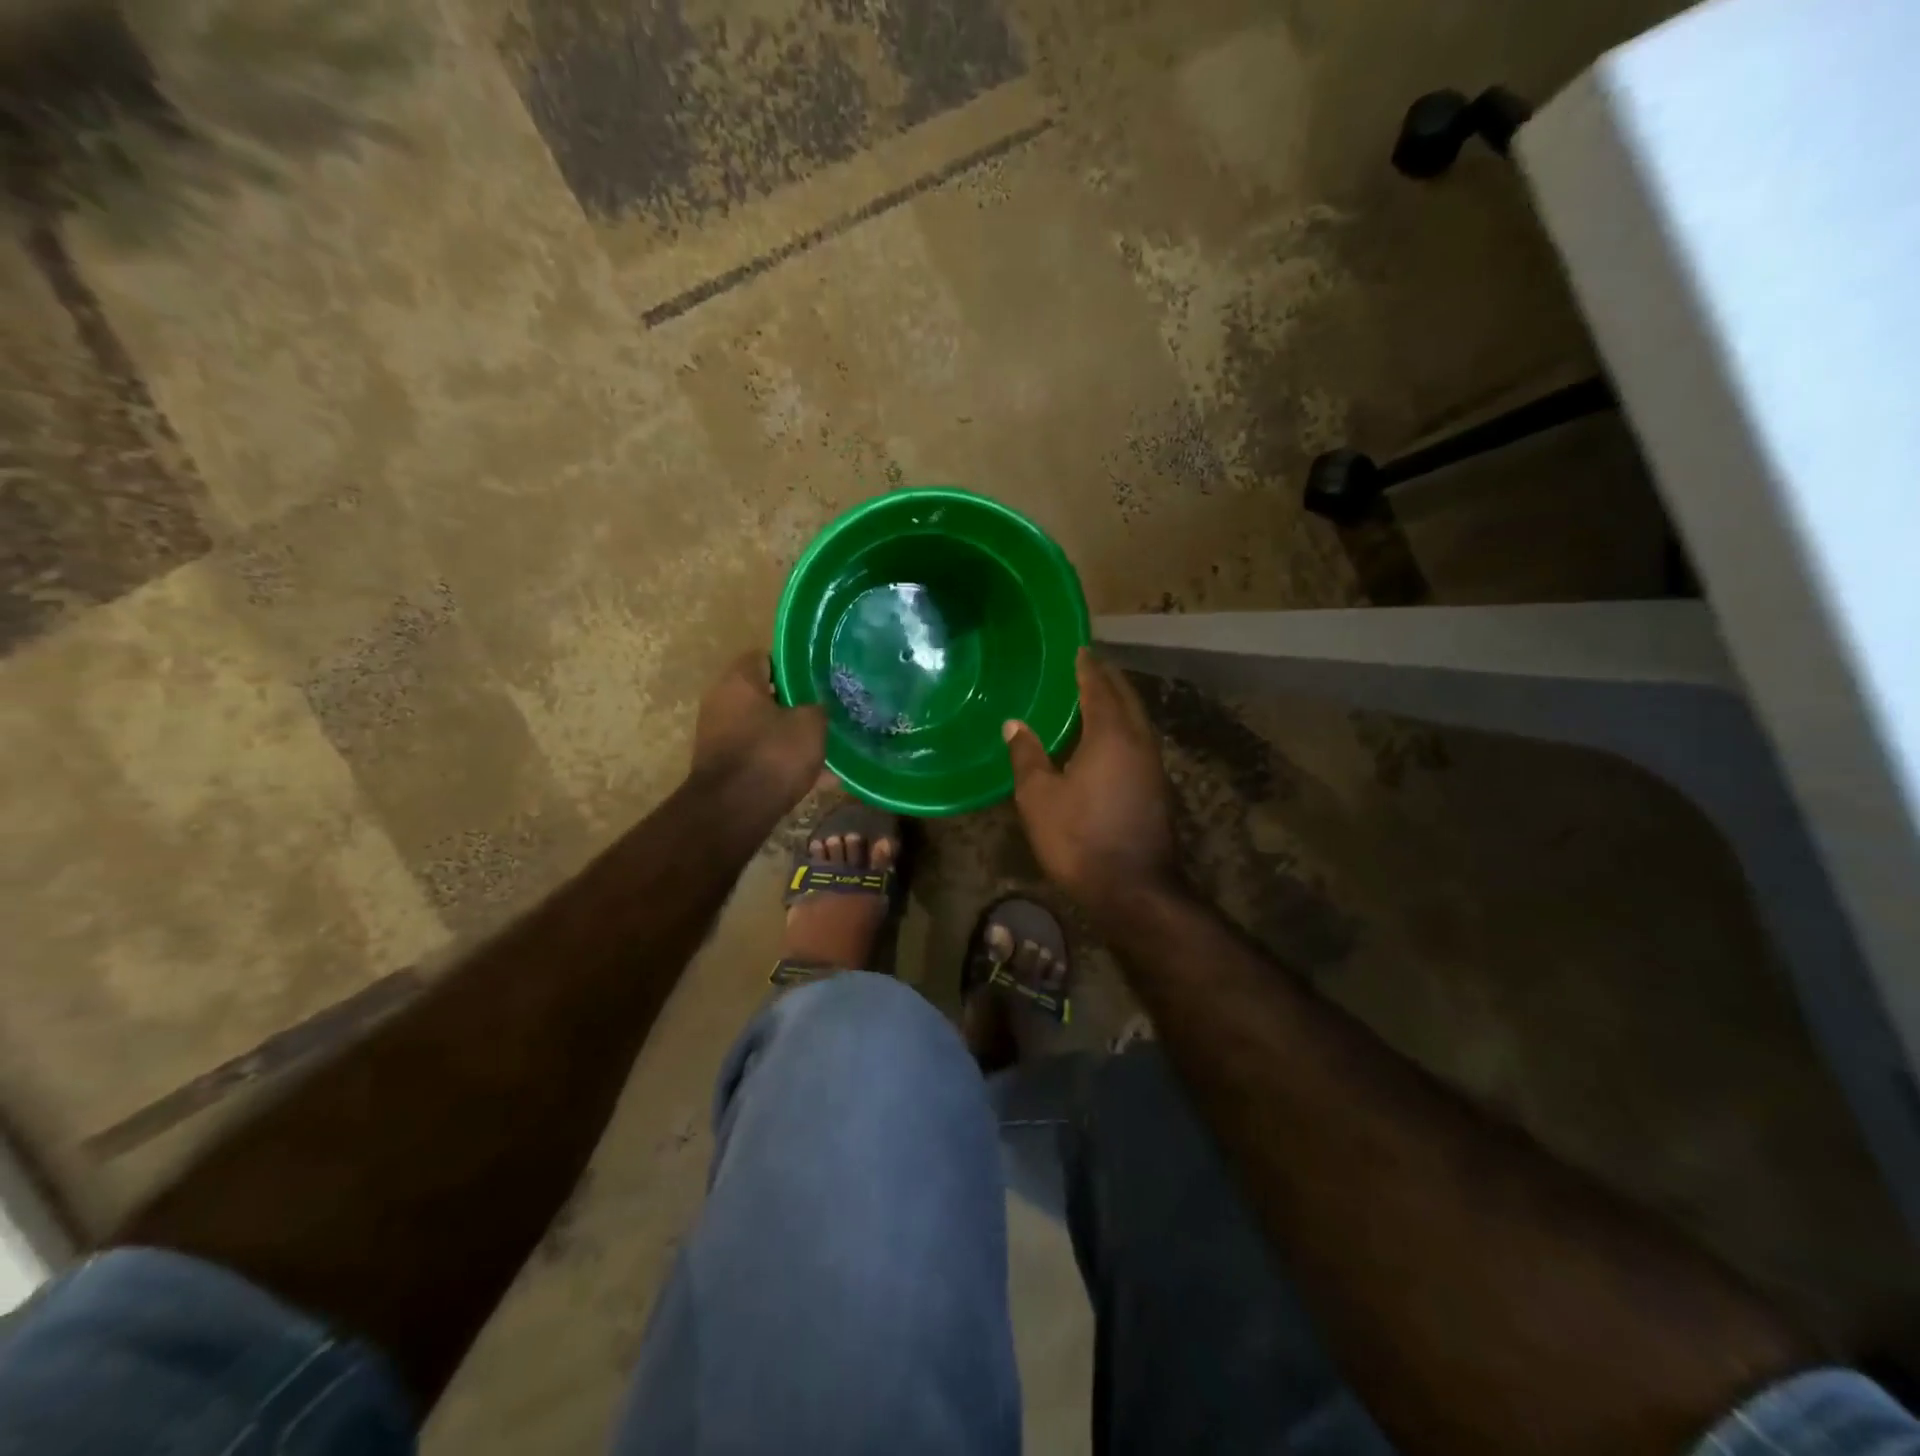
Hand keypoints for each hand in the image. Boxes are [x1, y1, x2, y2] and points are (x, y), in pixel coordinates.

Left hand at [691, 651, 826, 813]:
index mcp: (739, 681)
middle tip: (825, 711)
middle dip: (794, 704)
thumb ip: (817, 708)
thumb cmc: (772, 755)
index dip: (794, 666)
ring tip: (823, 746)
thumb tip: (817, 708)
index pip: (766, 657)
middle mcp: (721, 702)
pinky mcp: (723, 766)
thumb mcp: (810, 724)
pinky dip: (781, 762)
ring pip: (763, 728)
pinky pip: (759, 755)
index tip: (818, 679)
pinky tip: (815, 777)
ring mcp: (718, 735)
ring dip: (789, 736)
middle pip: (764, 694)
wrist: (734, 812)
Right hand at [1004, 648, 1179, 914]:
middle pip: (1126, 698)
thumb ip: (1027, 756)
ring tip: (1095, 695)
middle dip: (1107, 679)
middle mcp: (1139, 741)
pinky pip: (1138, 740)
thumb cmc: (1080, 839)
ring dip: (1118, 702)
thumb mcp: (1039, 798)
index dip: (1088, 667)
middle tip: (1086, 666)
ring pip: (1136, 720)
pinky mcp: (1157, 787)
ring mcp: (1153, 765)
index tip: (1078, 649)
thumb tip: (1014, 724)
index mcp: (1111, 735)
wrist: (1135, 890)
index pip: (1099, 687)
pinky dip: (1123, 726)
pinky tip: (1106, 738)